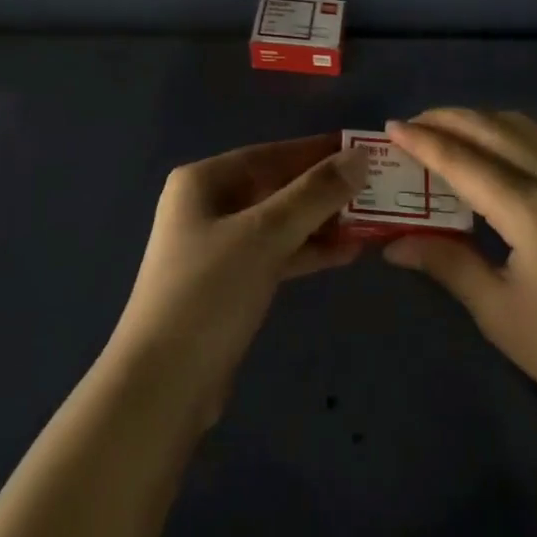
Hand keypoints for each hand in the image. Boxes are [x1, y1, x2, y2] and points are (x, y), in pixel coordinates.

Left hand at [108, 133, 367, 416]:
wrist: (161, 387)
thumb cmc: (209, 293)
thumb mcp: (265, 236)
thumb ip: (314, 194)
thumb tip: (360, 156)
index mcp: (204, 181)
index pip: (271, 153)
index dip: (317, 150)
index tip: (363, 149)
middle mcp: (207, 205)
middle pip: (275, 187)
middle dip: (323, 190)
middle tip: (375, 189)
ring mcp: (216, 247)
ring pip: (278, 222)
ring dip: (321, 223)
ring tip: (370, 222)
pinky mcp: (229, 284)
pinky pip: (275, 254)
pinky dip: (307, 252)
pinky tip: (346, 254)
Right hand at [382, 109, 536, 447]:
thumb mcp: (502, 315)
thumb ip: (447, 265)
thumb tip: (393, 244)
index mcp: (531, 211)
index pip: (463, 161)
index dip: (423, 142)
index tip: (389, 127)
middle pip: (493, 128)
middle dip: (447, 119)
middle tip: (410, 125)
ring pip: (522, 127)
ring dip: (479, 120)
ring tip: (445, 132)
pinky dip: (508, 132)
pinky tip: (494, 151)